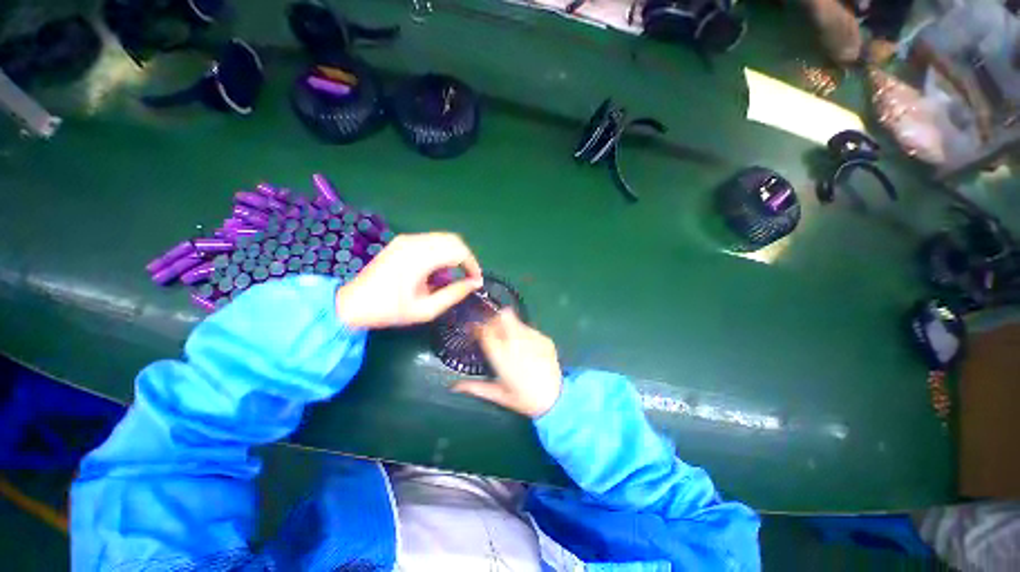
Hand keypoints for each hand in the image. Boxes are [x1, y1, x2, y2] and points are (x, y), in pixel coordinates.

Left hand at [336, 232, 482, 328]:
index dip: (472, 265)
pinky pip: (432, 240)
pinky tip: (437, 269)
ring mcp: (406, 239)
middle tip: (468, 277)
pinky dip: (442, 251)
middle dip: (466, 258)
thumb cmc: (390, 310)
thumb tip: (475, 284)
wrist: (353, 304)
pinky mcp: (402, 241)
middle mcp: (414, 242)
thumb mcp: (426, 309)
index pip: (459, 252)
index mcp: (419, 259)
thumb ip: (454, 294)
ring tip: (453, 275)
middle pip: (454, 240)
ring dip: (455, 254)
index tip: (476, 281)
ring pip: (444, 238)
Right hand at [453, 310, 562, 417]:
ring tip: (508, 337)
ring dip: (508, 324)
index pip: (486, 331)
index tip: (474, 329)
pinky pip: (529, 328)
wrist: (556, 400)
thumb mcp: (498, 395)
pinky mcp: (545, 338)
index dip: (478, 327)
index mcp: (502, 357)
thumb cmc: (524, 400)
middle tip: (491, 329)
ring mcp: (533, 338)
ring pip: (515, 319)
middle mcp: (517, 343)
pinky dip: (522, 332)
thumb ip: (474, 388)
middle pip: (502, 316)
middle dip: (494, 319)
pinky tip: (524, 345)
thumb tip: (453, 386)